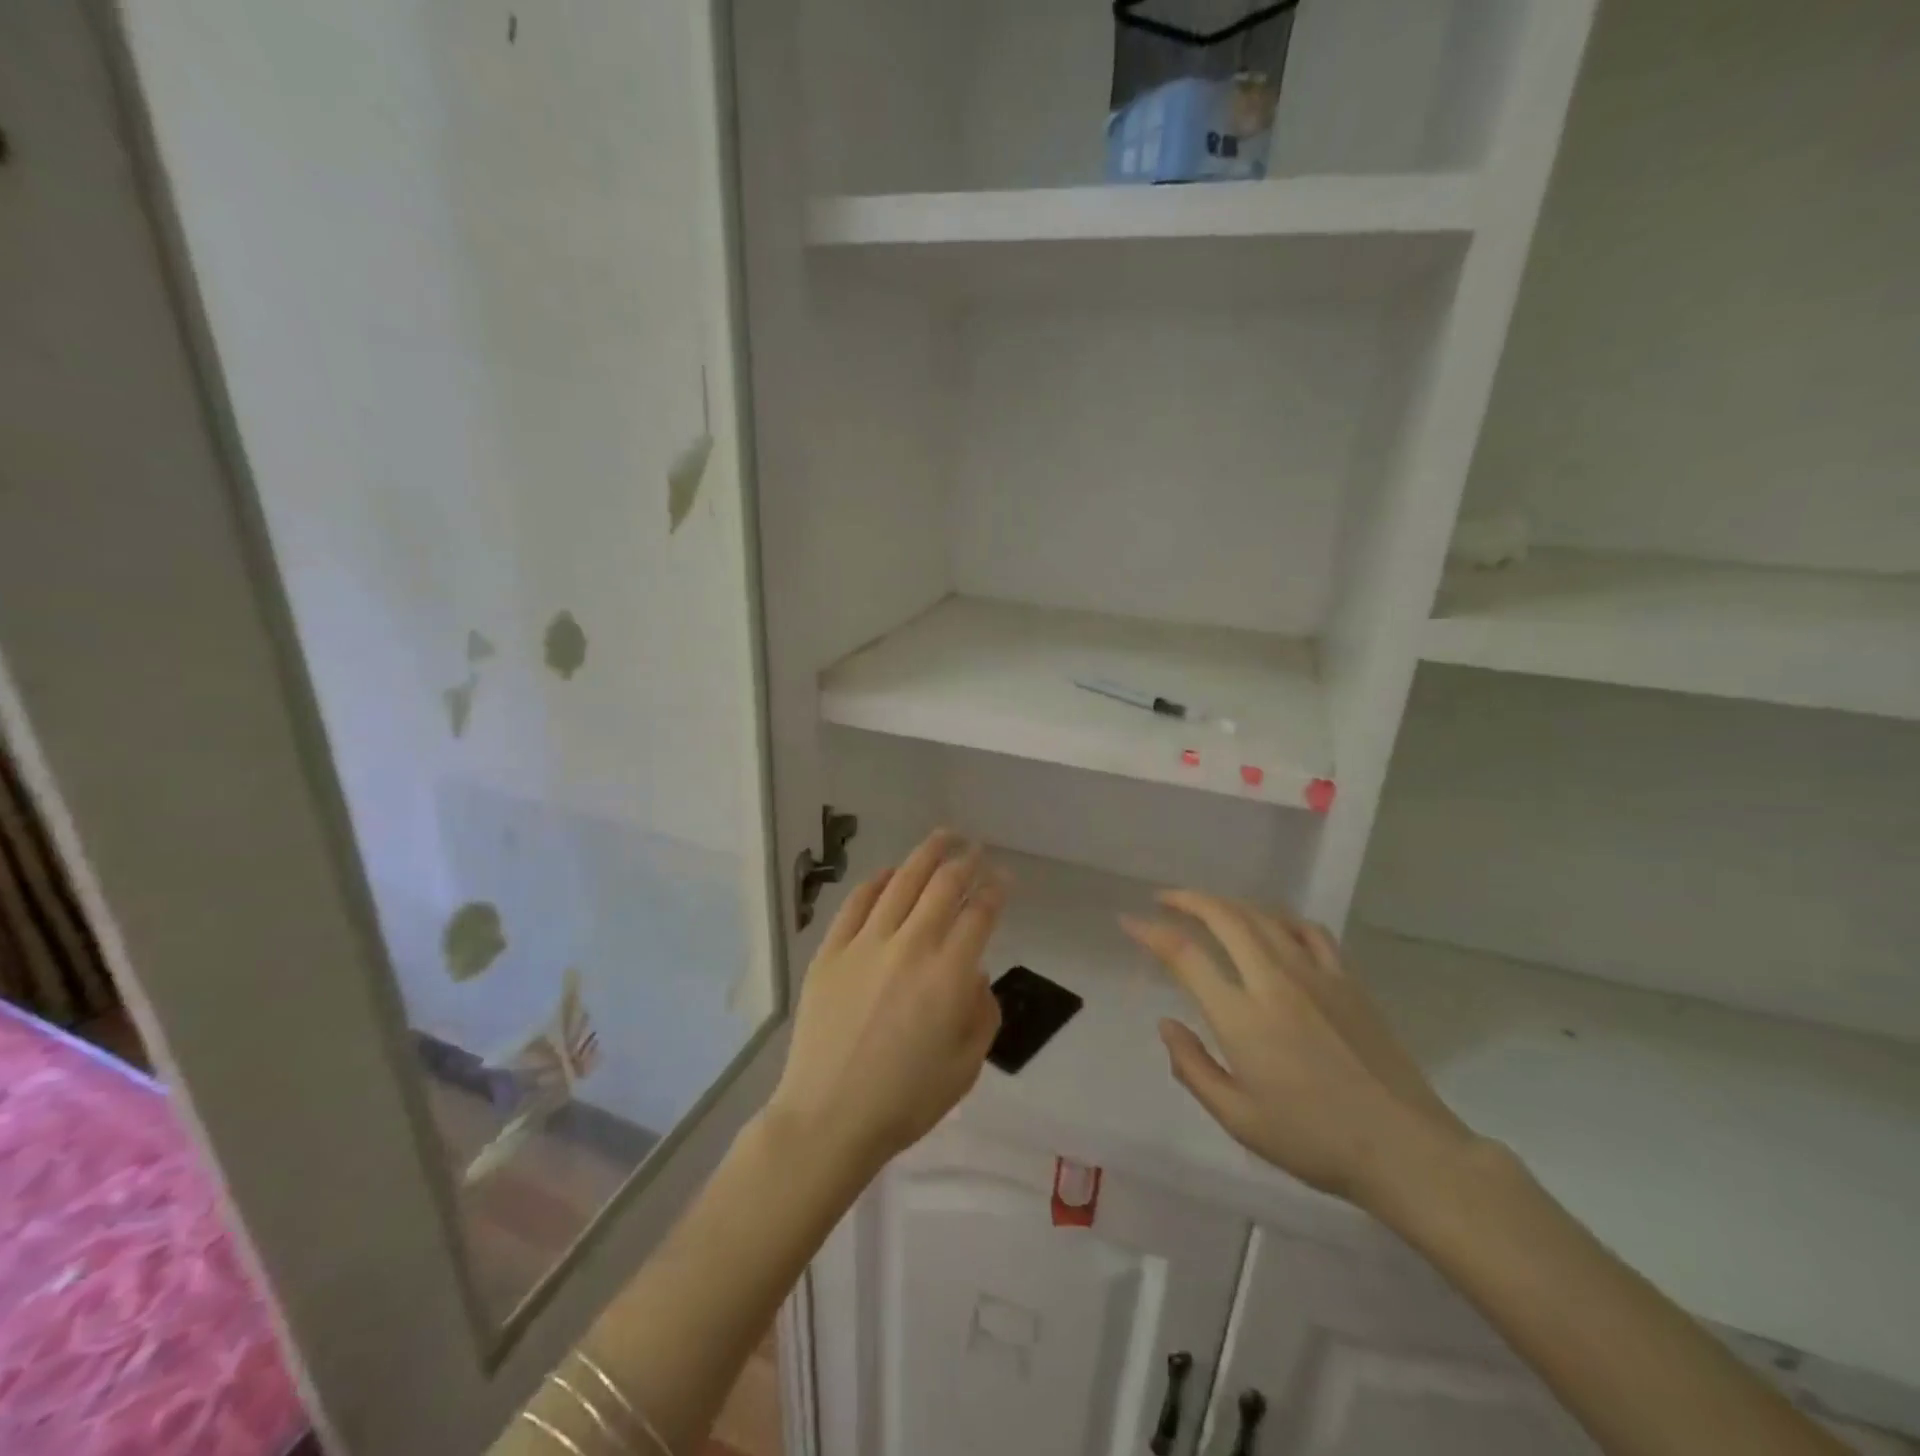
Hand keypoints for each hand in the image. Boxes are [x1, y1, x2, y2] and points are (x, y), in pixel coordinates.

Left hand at [769, 831, 1003, 1173]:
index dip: (996, 890)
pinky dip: (877, 881)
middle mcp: (910, 946)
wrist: (829, 1117)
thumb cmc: (906, 1100)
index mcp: (949, 975)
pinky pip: (856, 903)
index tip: (1003, 879)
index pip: (979, 914)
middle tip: (976, 849)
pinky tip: (889, 873)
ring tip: (943, 837)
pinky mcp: (831, 951)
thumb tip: (973, 974)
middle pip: (943, 885)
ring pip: (901, 882)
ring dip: (926, 855)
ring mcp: (865, 944)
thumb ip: (981, 1012)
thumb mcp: (966, 1066)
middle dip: (965, 861)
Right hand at [1122, 892, 1474, 1210]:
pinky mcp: (1347, 979)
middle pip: (1224, 917)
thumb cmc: (1313, 1140)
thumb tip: (1167, 1023)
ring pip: (1263, 916)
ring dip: (1228, 903)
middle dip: (1187, 899)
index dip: (1151, 932)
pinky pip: (1308, 930)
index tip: (1129, 922)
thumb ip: (1193, 1067)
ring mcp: (1315, 974)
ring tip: (1208, 907)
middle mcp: (1274, 981)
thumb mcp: (1239, 1119)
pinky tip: (1272, 925)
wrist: (1404, 1149)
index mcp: (1242, 1016)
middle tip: (1164, 898)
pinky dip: (1280, 917)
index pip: (1184, 955)